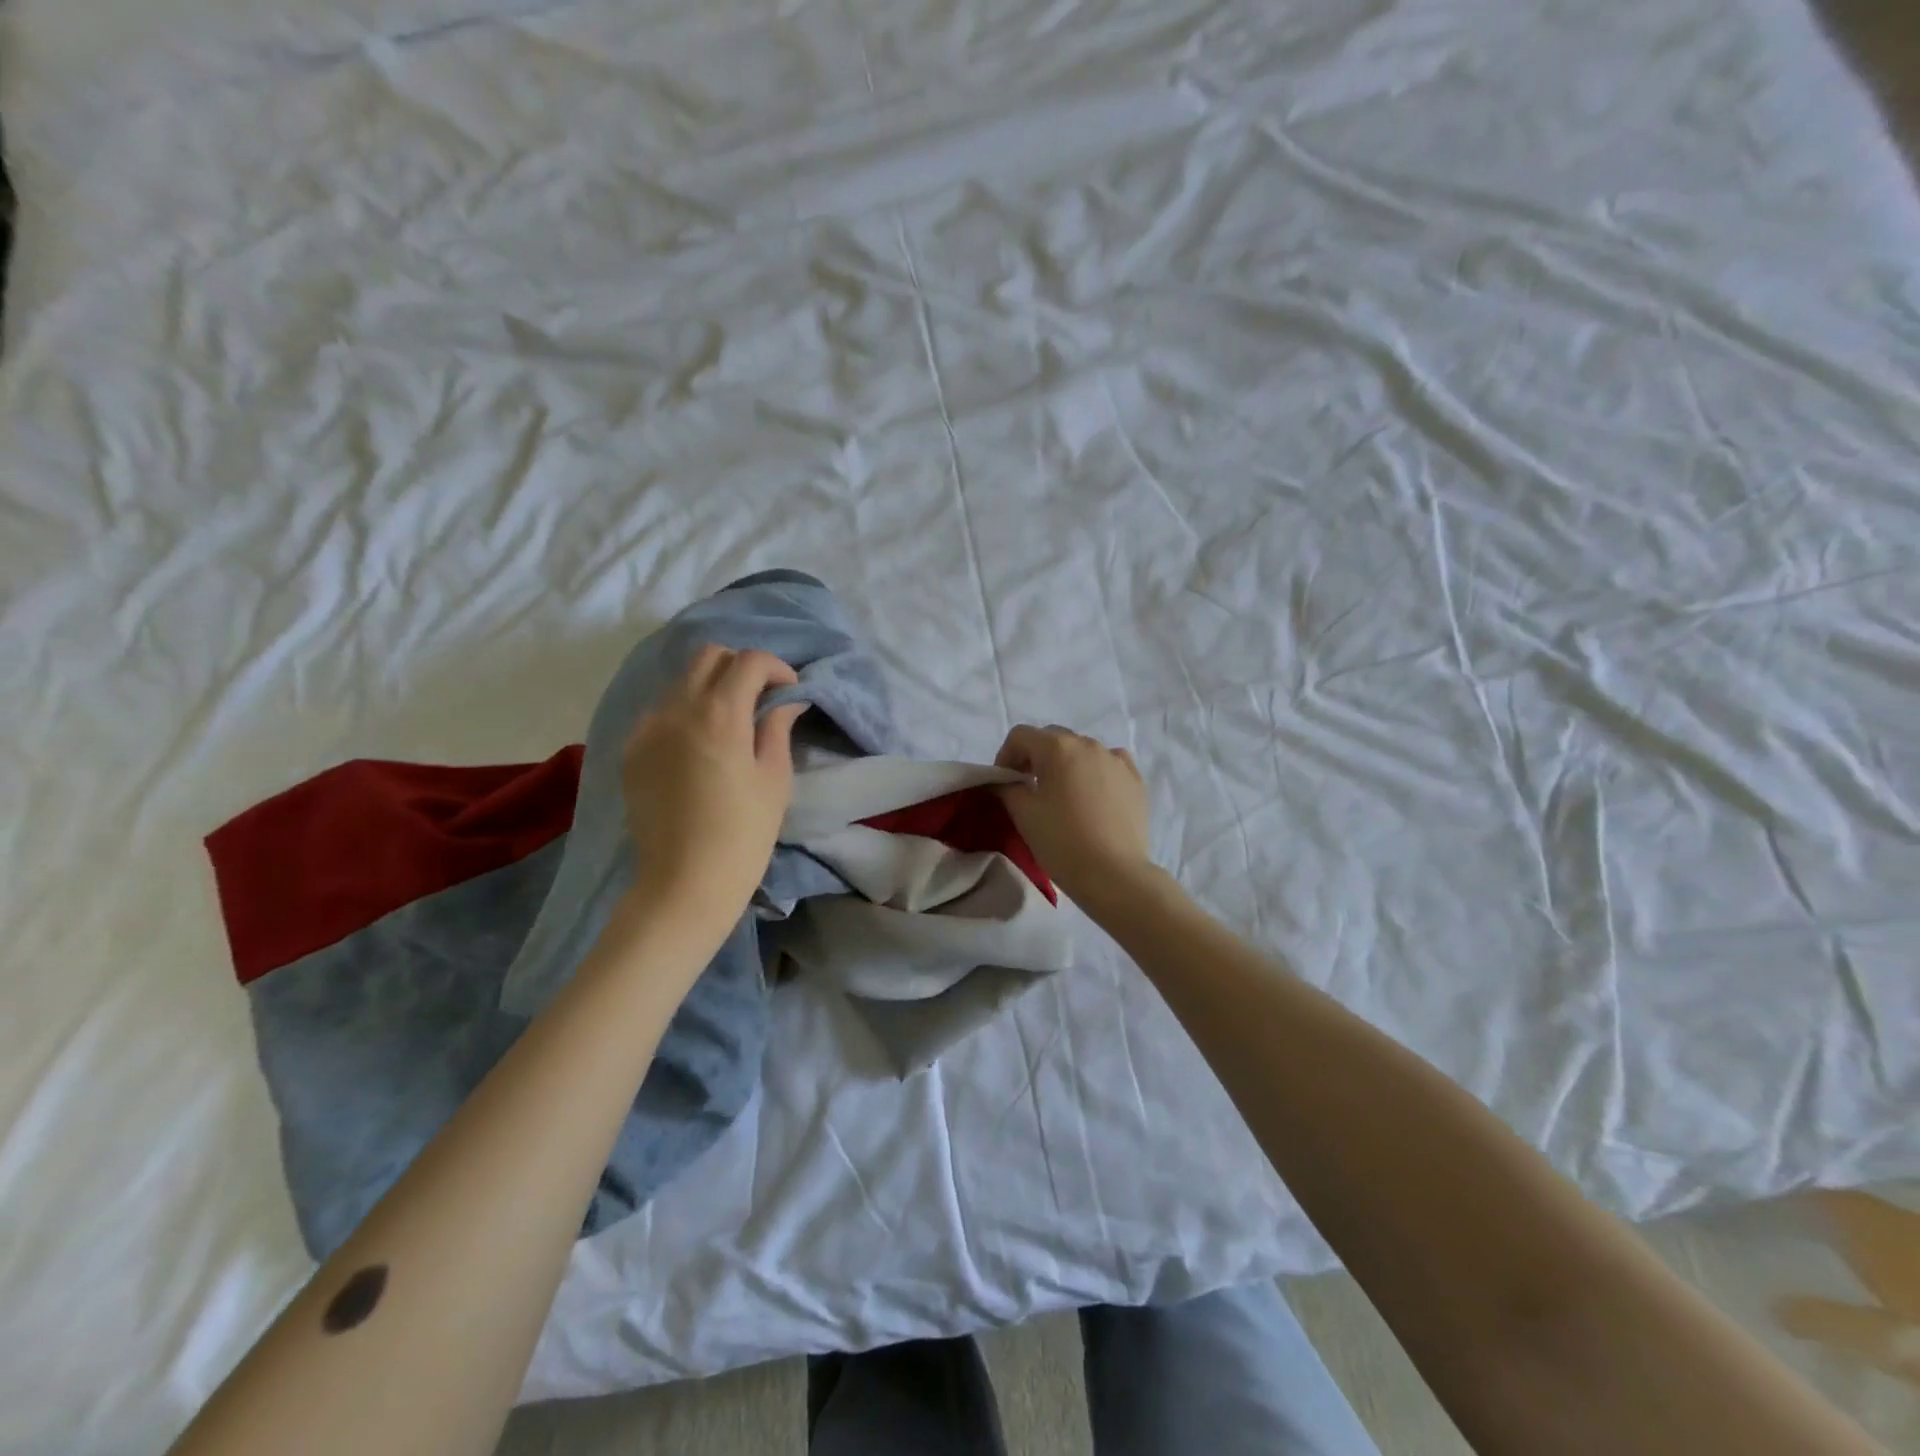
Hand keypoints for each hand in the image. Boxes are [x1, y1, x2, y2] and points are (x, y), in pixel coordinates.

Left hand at [620, 645, 805, 945]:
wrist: (684, 882)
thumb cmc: (743, 833)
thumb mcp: (774, 779)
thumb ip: (777, 728)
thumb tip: (785, 701)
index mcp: (719, 714)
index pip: (748, 661)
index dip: (775, 667)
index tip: (789, 690)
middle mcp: (676, 709)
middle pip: (708, 656)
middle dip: (739, 666)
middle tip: (760, 697)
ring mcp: (647, 728)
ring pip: (680, 681)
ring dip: (710, 686)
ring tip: (730, 720)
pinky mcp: (631, 750)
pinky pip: (660, 711)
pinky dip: (684, 711)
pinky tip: (699, 744)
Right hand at [993, 724, 1158, 914]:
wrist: (1115, 875)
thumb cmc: (1062, 841)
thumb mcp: (1023, 814)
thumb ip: (1007, 788)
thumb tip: (1004, 781)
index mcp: (1058, 747)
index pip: (1020, 736)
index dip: (1005, 756)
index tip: (1003, 784)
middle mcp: (1089, 744)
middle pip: (1052, 739)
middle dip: (1035, 758)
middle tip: (1028, 789)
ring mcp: (1116, 760)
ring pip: (1082, 751)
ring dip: (1066, 765)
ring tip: (1063, 796)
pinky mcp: (1135, 780)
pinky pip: (1109, 765)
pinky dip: (1095, 773)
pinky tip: (1093, 797)